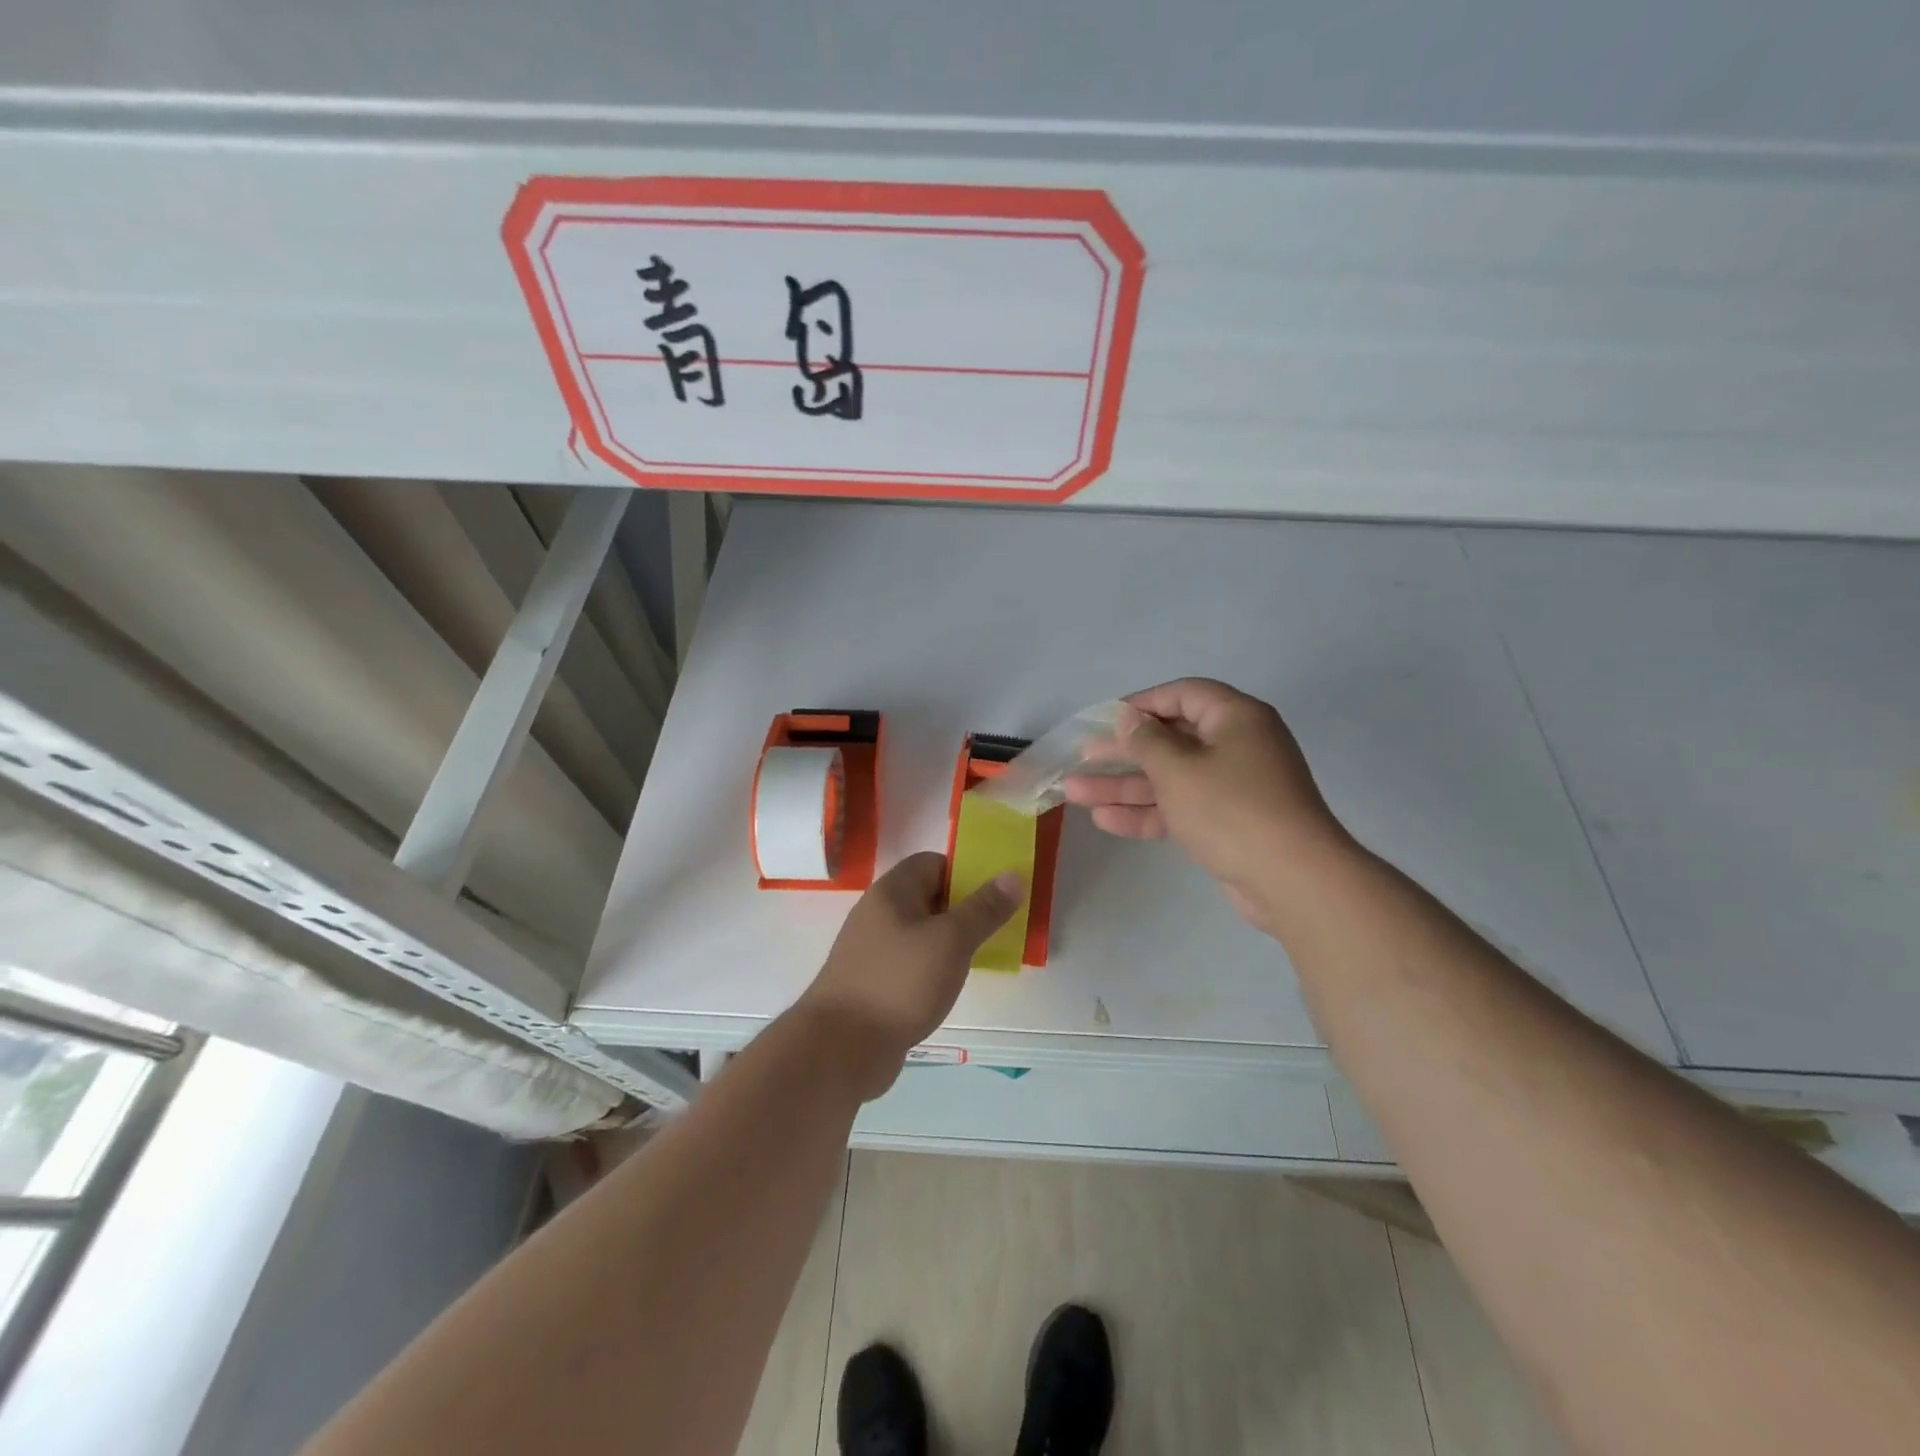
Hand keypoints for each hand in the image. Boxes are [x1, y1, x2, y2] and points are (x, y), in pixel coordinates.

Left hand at [795, 852, 1019, 1099]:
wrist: (841, 1047)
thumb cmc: (900, 982)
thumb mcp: (951, 941)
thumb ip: (984, 909)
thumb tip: (1012, 876)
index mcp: (892, 891)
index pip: (932, 863)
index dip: (965, 873)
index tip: (995, 896)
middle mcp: (877, 913)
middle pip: (926, 897)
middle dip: (962, 910)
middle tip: (995, 929)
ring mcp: (871, 949)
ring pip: (919, 933)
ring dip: (947, 942)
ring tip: (979, 958)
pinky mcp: (871, 982)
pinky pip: (909, 963)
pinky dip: (930, 968)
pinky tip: (947, 987)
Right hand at [1063, 678, 1350, 930]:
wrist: (1292, 880)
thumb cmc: (1231, 809)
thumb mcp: (1178, 769)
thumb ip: (1146, 741)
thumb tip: (1130, 719)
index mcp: (1235, 718)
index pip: (1183, 694)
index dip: (1142, 703)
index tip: (1104, 718)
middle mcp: (1236, 746)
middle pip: (1170, 739)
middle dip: (1123, 751)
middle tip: (1082, 756)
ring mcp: (1233, 787)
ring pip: (1170, 778)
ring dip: (1124, 785)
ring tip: (1075, 792)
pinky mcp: (1227, 823)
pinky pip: (1180, 808)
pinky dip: (1147, 812)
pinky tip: (1104, 820)